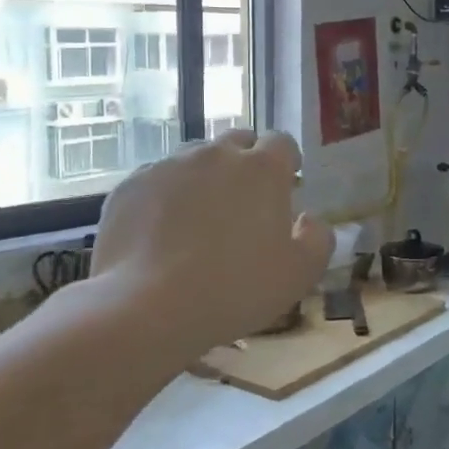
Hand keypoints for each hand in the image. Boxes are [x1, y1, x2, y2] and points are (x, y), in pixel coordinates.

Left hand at [76, 130, 331, 361]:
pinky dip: (166, 196)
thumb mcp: (300, 274)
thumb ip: (318, 239)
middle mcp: (216, 154)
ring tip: (200, 217)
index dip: (286, 161)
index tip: (287, 185)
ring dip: (205, 176)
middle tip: (245, 201)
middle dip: (246, 162)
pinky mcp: (130, 185)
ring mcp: (169, 166)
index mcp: (263, 169)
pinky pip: (157, 180)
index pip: (282, 143)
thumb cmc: (237, 289)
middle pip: (237, 142)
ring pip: (194, 158)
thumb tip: (309, 220)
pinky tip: (162, 232)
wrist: (147, 307)